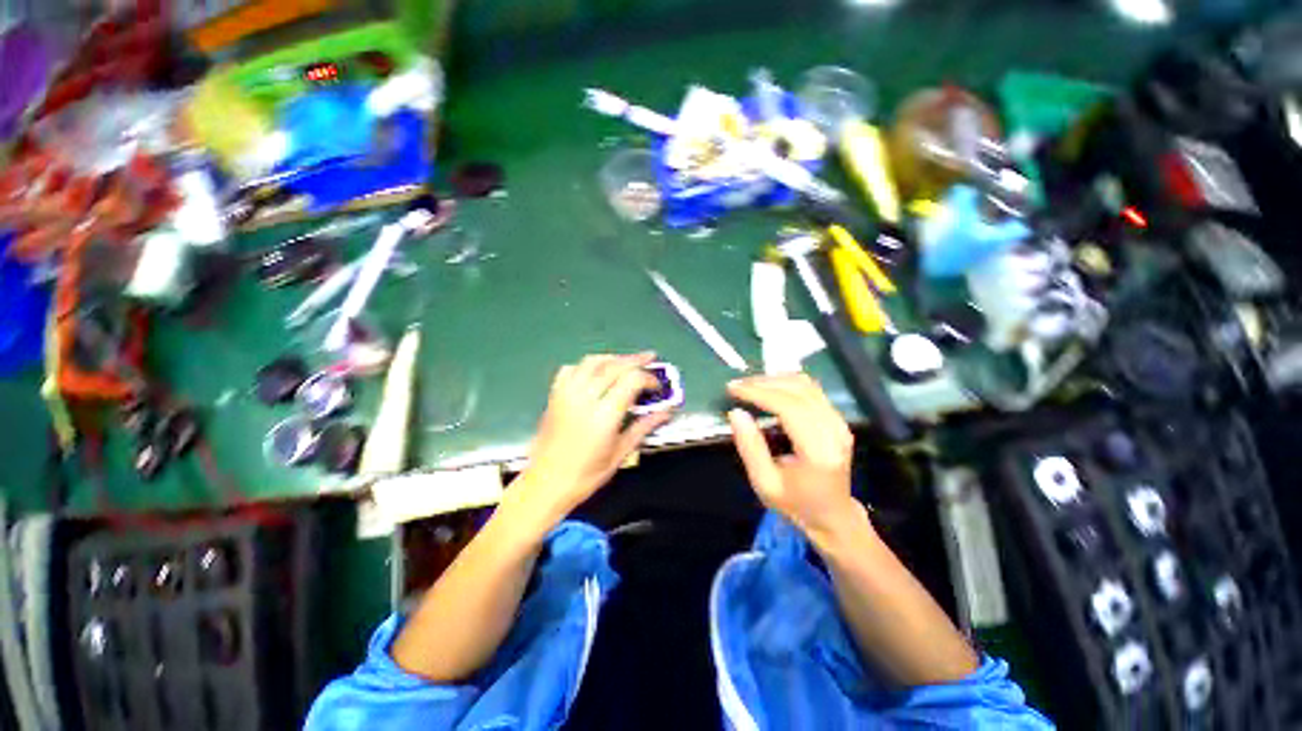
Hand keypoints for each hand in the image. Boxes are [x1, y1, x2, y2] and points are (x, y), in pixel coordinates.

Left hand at [518, 353, 672, 521]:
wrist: (545, 484)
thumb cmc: (586, 474)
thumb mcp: (621, 453)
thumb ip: (644, 427)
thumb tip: (666, 412)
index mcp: (604, 415)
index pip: (631, 380)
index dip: (648, 378)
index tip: (657, 387)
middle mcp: (585, 398)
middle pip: (614, 365)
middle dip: (635, 360)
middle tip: (650, 358)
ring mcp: (566, 393)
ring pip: (593, 361)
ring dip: (613, 358)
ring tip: (627, 362)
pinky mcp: (555, 395)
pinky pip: (572, 368)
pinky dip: (588, 365)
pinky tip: (597, 372)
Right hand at [726, 374, 858, 540]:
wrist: (833, 516)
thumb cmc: (796, 504)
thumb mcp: (764, 484)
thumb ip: (750, 447)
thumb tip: (735, 413)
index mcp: (818, 451)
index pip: (789, 408)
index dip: (759, 393)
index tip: (733, 388)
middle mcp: (834, 431)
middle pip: (798, 391)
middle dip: (763, 383)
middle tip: (737, 386)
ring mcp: (840, 423)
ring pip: (806, 385)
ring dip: (775, 380)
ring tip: (749, 386)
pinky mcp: (838, 419)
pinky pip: (812, 390)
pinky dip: (787, 384)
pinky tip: (769, 389)